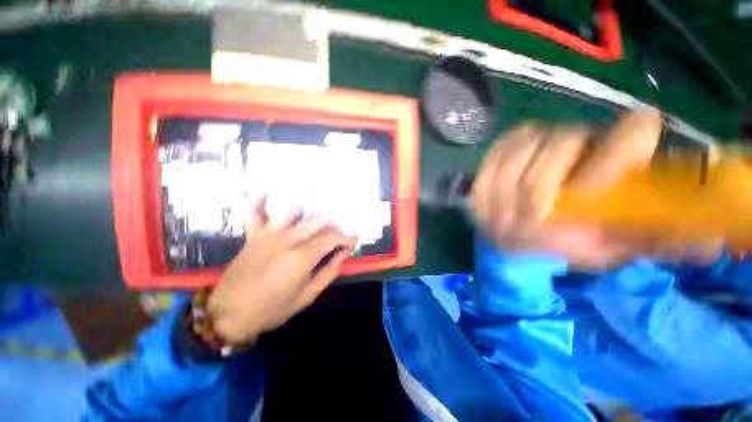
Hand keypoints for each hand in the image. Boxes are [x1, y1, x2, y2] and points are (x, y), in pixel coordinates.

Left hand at [207, 201, 355, 343]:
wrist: (229, 315)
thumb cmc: (272, 309)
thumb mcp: (308, 296)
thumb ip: (329, 271)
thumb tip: (344, 253)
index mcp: (302, 257)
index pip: (332, 237)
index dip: (347, 238)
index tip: (353, 243)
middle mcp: (287, 239)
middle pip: (318, 221)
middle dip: (333, 227)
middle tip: (336, 239)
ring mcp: (268, 235)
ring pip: (293, 211)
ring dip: (307, 213)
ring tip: (313, 225)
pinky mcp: (252, 236)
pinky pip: (253, 212)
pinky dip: (258, 202)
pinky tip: (266, 194)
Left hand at [472, 109, 720, 267]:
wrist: (505, 249)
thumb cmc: (557, 248)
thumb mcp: (603, 250)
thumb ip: (648, 240)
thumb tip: (709, 241)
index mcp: (552, 232)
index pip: (589, 177)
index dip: (622, 147)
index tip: (644, 125)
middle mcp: (513, 211)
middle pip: (556, 150)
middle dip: (582, 141)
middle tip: (591, 145)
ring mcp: (488, 196)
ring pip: (527, 144)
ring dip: (551, 139)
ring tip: (560, 150)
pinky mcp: (474, 185)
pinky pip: (499, 148)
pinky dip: (519, 138)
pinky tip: (531, 144)